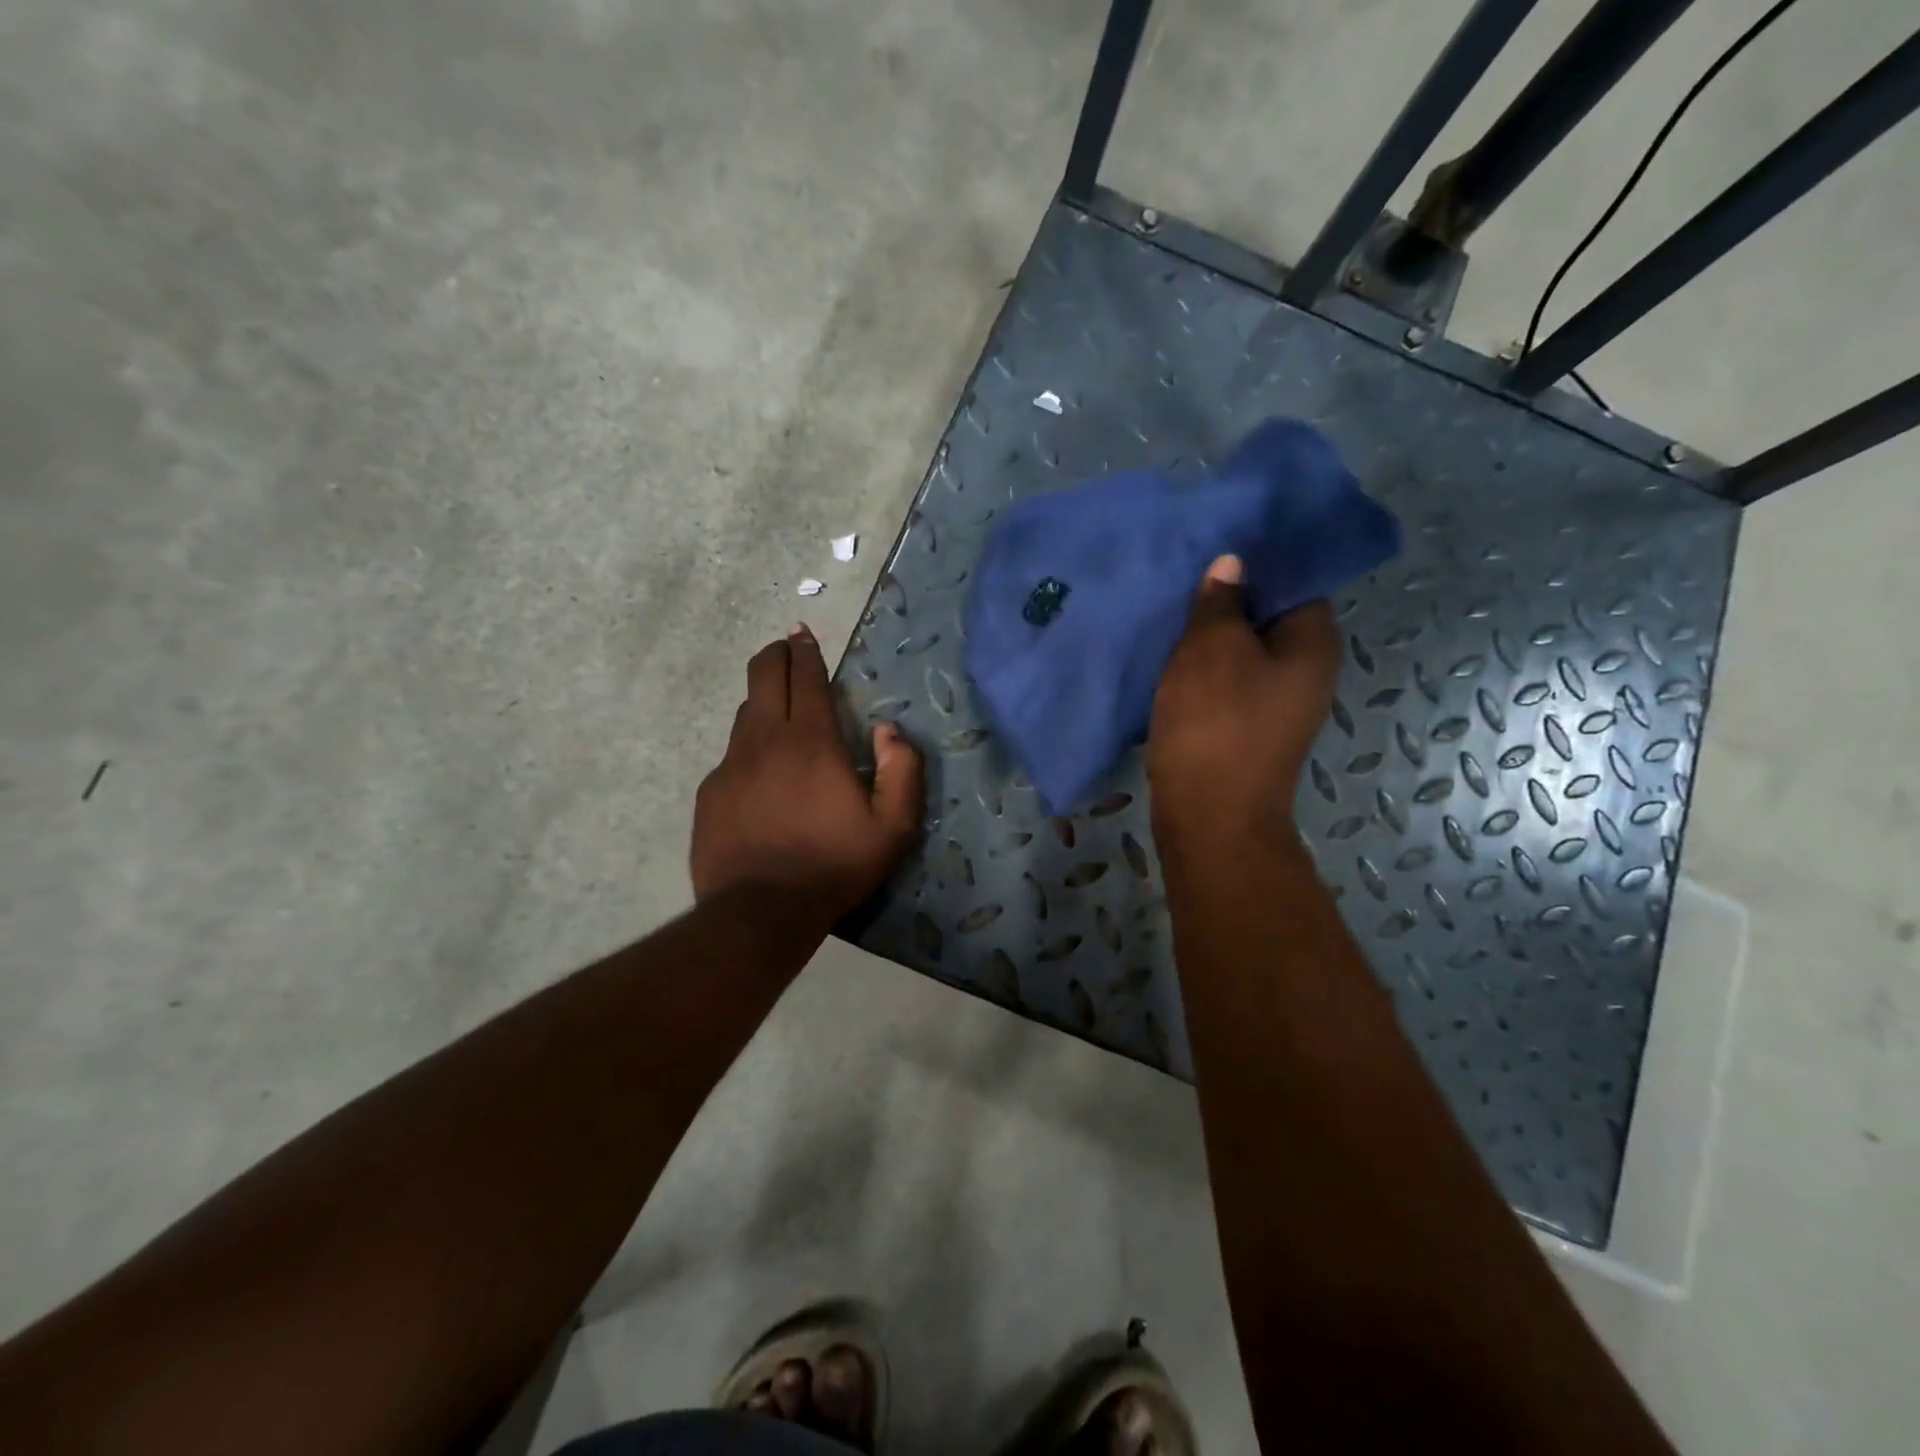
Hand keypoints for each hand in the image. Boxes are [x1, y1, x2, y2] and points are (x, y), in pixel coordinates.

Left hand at [692, 624, 924, 916]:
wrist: (761, 911)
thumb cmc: (834, 865)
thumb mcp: (893, 826)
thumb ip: (902, 770)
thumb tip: (889, 730)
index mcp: (812, 741)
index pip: (806, 677)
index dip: (806, 650)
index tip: (802, 632)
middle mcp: (766, 740)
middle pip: (763, 676)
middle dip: (776, 655)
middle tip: (786, 649)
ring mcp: (732, 765)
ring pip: (745, 714)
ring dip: (763, 701)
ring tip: (779, 711)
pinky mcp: (710, 792)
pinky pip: (732, 756)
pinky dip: (749, 750)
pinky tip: (761, 777)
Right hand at [1148, 555, 1340, 840]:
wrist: (1209, 815)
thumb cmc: (1216, 723)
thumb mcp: (1212, 649)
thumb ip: (1220, 602)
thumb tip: (1232, 564)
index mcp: (1313, 643)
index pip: (1295, 581)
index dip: (1257, 560)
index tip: (1215, 543)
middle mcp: (1305, 671)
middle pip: (1267, 616)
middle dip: (1227, 597)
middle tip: (1184, 573)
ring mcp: (1276, 703)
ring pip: (1242, 651)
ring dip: (1210, 634)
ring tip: (1170, 609)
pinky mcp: (1246, 727)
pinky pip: (1227, 681)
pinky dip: (1202, 668)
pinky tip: (1169, 655)